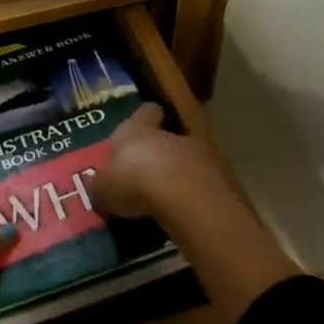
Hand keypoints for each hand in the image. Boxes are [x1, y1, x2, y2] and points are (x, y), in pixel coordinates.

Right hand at [96, 103, 233, 219]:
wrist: (185, 195)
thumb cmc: (133, 181)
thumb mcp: (104, 189)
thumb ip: (103, 188)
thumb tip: (102, 192)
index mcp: (137, 129)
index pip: (145, 111)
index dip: (143, 119)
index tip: (139, 131)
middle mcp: (169, 135)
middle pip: (167, 137)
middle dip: (160, 154)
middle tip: (147, 176)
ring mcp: (201, 153)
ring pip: (188, 159)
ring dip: (180, 175)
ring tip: (167, 200)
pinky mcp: (221, 177)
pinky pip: (204, 182)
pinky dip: (196, 194)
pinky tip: (185, 212)